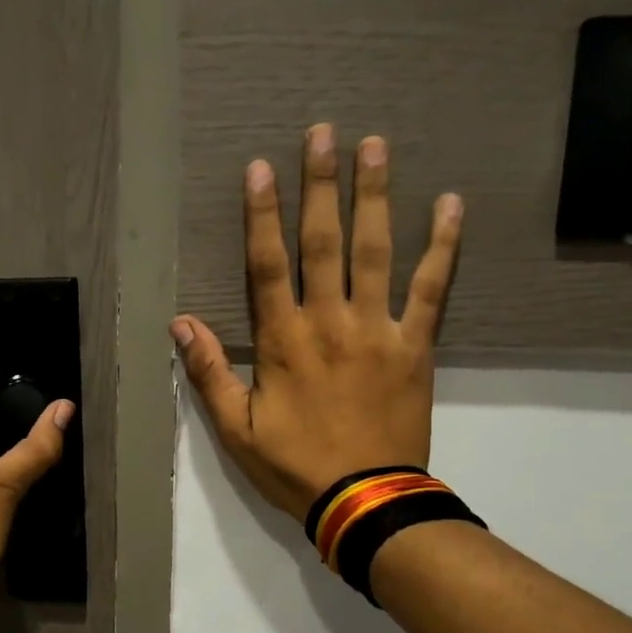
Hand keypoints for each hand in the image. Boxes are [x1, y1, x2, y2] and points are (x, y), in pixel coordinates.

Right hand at [171, 123, 461, 519]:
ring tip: (375, 145)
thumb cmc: (294, 466)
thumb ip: (208, 374)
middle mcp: (329, 322)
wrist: (365, 500)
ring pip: (375, 252)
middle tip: (323, 132)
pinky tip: (451, 205)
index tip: (261, 167)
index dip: (262, 214)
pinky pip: (433, 288)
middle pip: (323, 242)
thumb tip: (180, 323)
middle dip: (320, 185)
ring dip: (375, 196)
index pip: (267, 265)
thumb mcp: (236, 430)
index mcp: (283, 341)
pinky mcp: (416, 346)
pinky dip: (443, 247)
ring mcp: (377, 330)